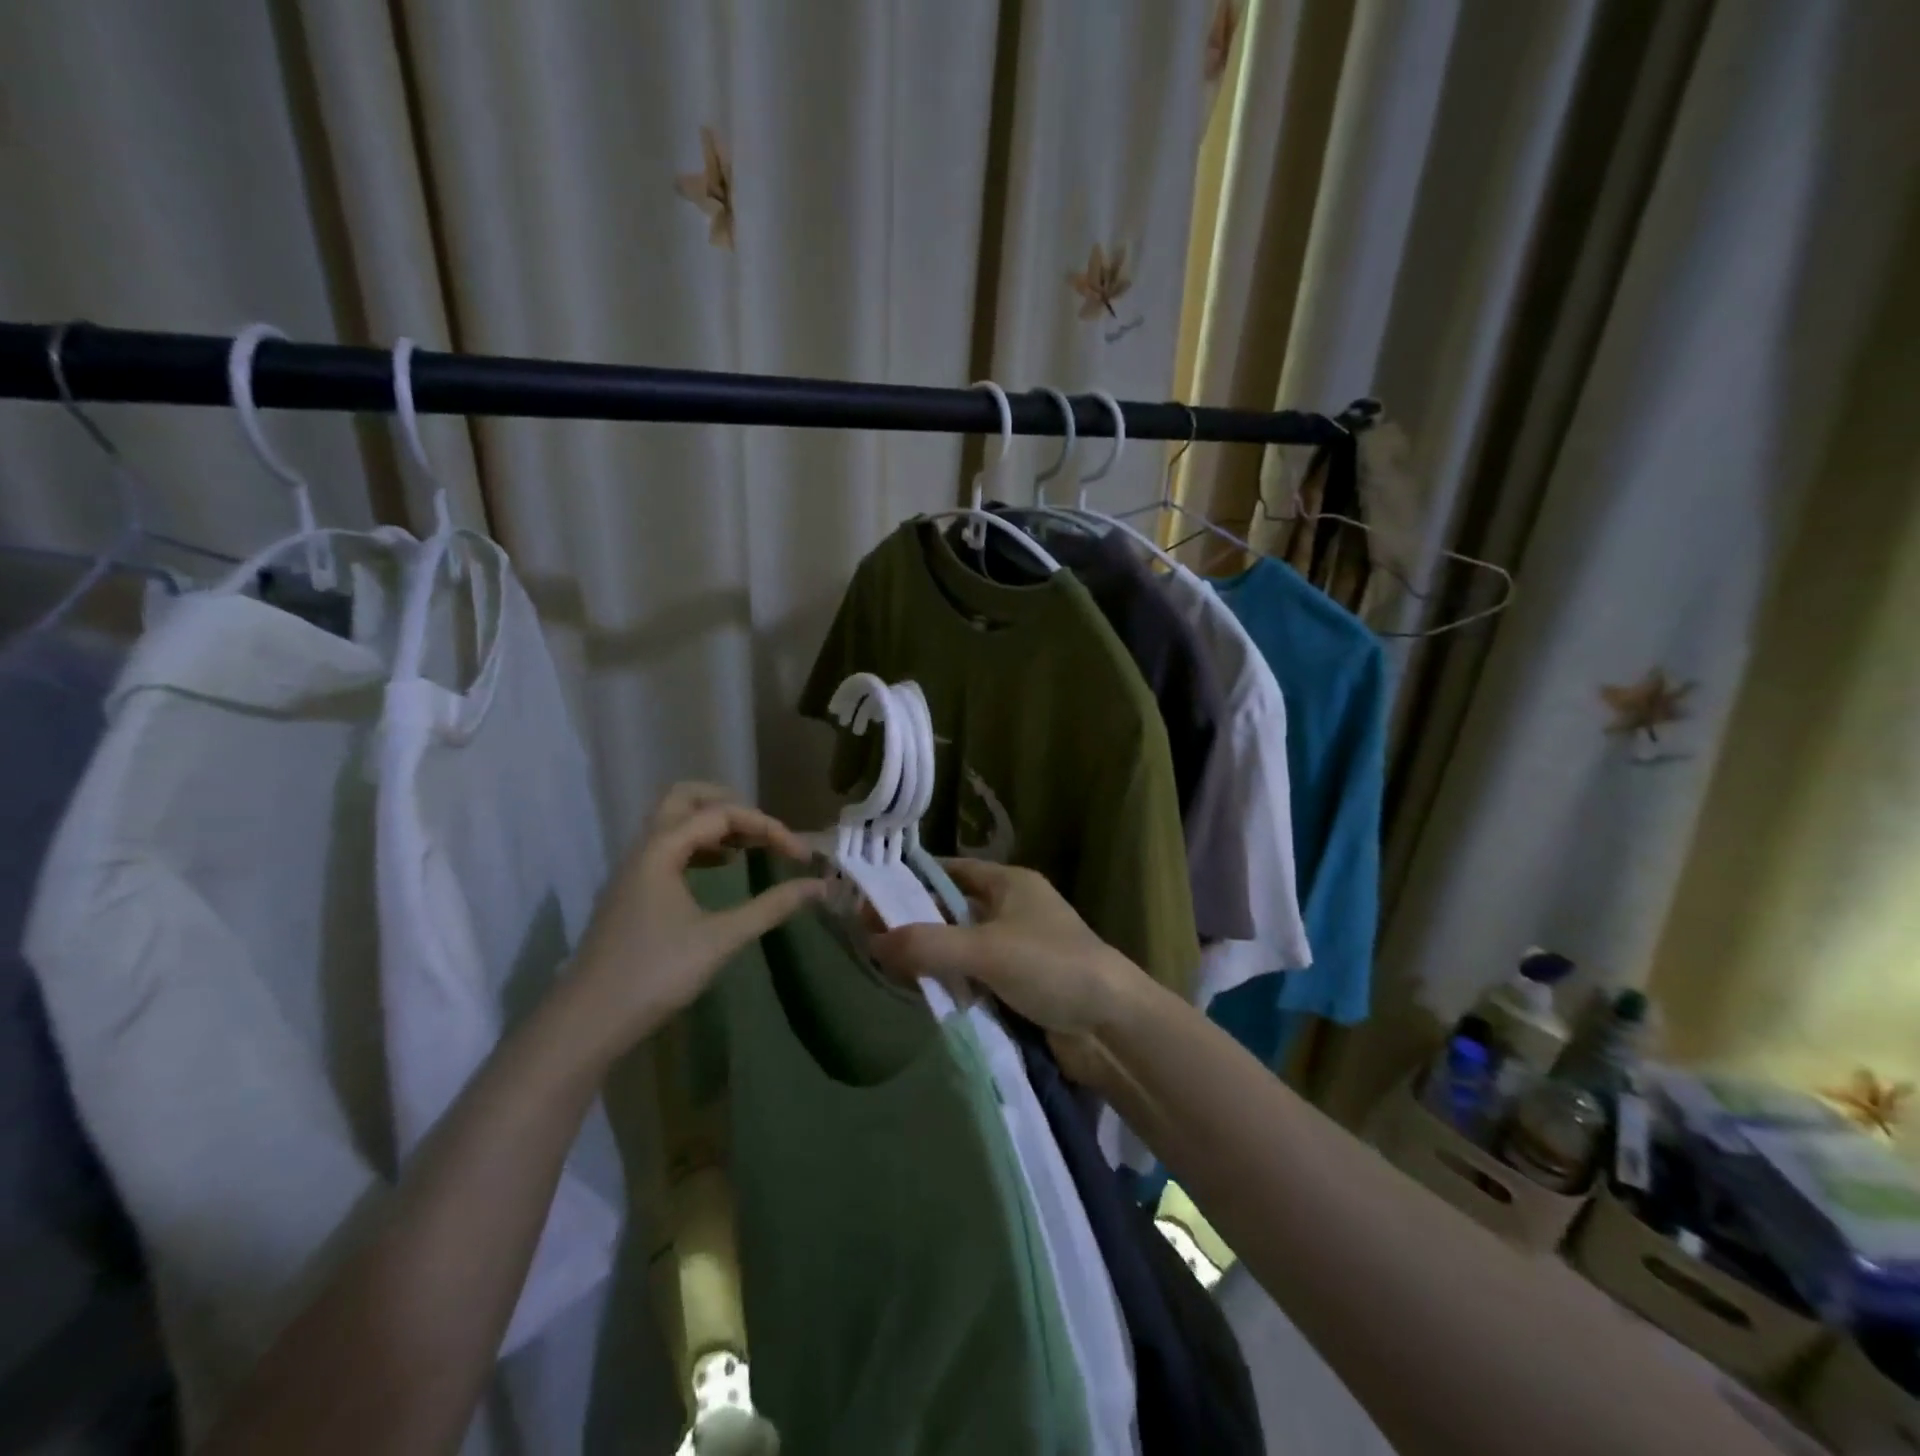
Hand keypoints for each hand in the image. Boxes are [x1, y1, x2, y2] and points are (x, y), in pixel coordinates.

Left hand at [568, 783, 824, 1057]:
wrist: (586, 1021)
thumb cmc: (655, 974)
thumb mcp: (721, 939)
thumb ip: (771, 907)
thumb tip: (818, 886)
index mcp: (662, 849)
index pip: (722, 814)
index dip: (768, 827)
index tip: (801, 855)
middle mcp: (644, 848)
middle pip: (685, 798)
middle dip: (729, 804)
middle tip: (763, 829)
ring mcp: (633, 870)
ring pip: (674, 823)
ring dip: (712, 825)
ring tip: (749, 847)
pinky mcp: (631, 892)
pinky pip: (667, 848)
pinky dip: (698, 847)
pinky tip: (721, 869)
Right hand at [868, 859, 1132, 1039]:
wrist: (1112, 1026)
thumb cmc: (1051, 966)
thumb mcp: (985, 949)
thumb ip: (927, 944)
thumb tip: (870, 942)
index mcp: (1010, 884)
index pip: (951, 871)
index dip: (913, 880)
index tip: (872, 896)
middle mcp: (1013, 910)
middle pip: (953, 910)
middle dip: (917, 924)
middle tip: (868, 939)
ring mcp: (1017, 950)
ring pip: (961, 948)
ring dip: (932, 959)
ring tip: (883, 970)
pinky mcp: (1020, 987)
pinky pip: (975, 979)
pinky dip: (951, 985)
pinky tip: (920, 996)